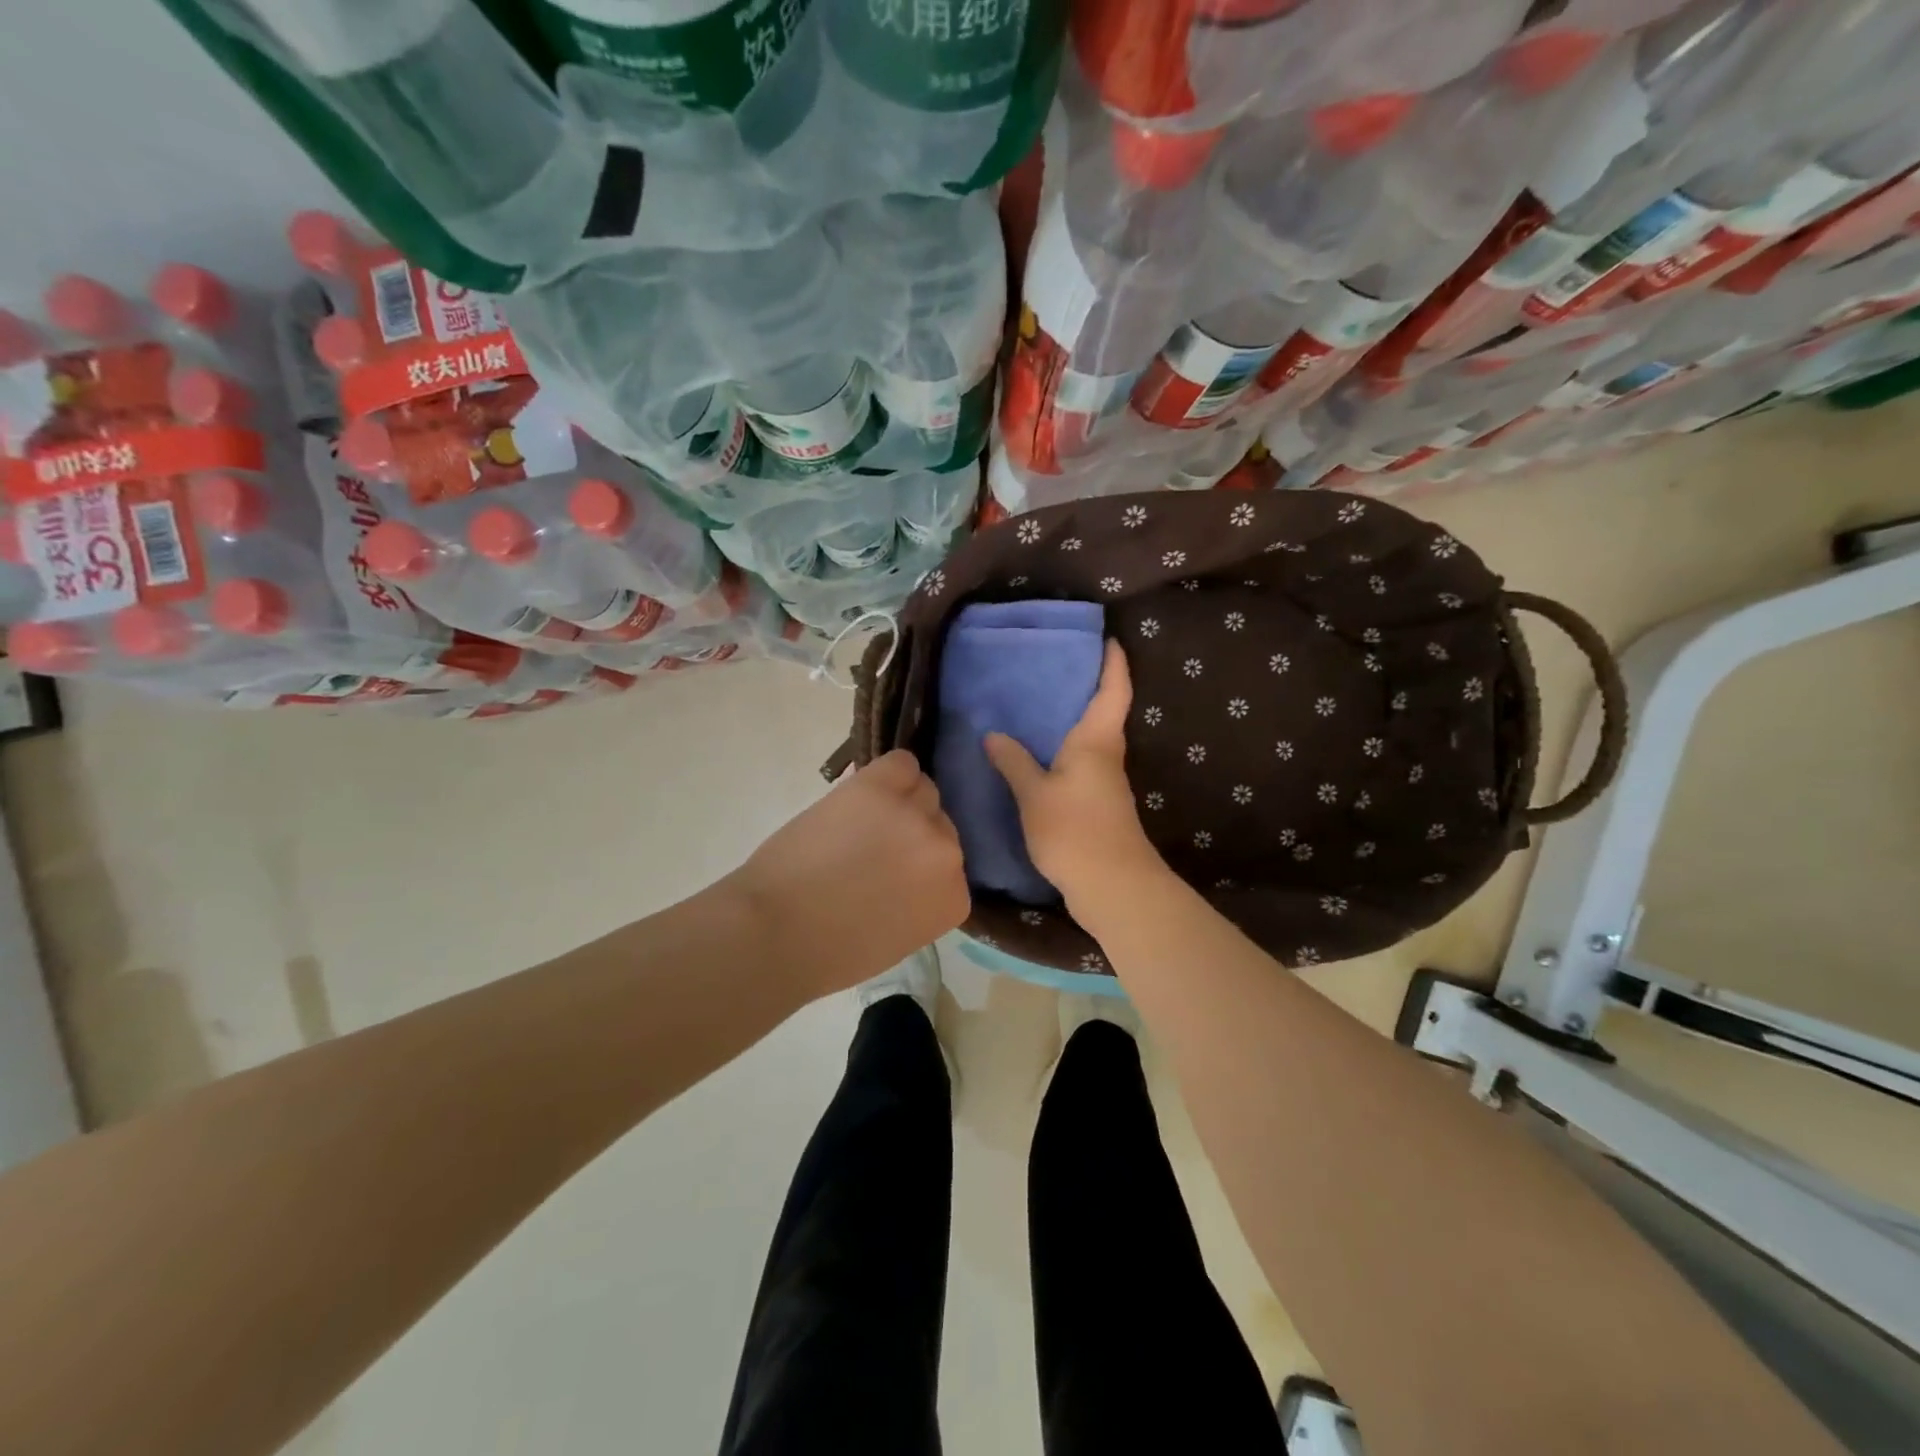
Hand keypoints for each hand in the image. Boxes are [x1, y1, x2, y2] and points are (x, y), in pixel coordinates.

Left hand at [730, 750, 969, 999]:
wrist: (777, 932)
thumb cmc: (830, 953)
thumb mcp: (899, 937)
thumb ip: (921, 899)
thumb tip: (911, 868)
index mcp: (954, 898)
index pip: (952, 866)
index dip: (921, 867)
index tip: (895, 877)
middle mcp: (947, 852)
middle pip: (941, 824)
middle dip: (913, 835)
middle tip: (874, 848)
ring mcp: (915, 816)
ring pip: (923, 790)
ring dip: (900, 803)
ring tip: (862, 821)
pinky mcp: (878, 788)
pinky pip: (900, 763)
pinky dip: (887, 774)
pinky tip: (863, 792)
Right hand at [984, 639, 1168, 910]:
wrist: (1112, 886)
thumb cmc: (1075, 831)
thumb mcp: (1034, 794)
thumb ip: (1013, 762)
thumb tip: (993, 735)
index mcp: (1097, 740)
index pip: (1113, 689)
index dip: (1113, 662)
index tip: (1108, 638)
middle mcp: (1106, 754)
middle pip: (1104, 709)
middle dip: (1087, 685)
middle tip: (1054, 665)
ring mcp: (1105, 781)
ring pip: (1091, 737)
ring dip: (1073, 719)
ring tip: (1037, 704)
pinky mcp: (1098, 803)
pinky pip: (1081, 762)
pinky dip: (1064, 749)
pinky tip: (1038, 753)